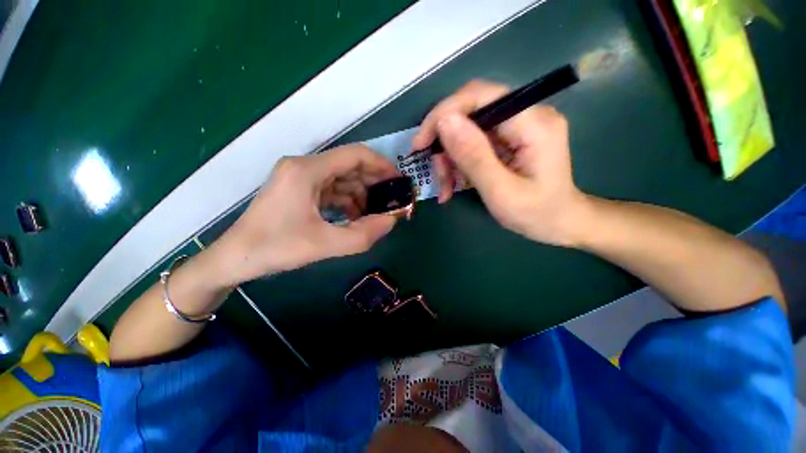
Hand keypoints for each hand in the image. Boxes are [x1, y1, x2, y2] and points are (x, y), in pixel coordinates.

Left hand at [210, 144, 400, 284]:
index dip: (381, 165)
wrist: (234, 259)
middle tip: (391, 200)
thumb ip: (363, 234)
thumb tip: (392, 221)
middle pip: (349, 166)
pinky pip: (331, 190)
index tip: (398, 180)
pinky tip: (355, 217)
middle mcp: (304, 167)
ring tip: (376, 213)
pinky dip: (347, 201)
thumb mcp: (324, 244)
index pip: (354, 155)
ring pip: (341, 179)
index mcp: (307, 171)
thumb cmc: (275, 248)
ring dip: (361, 194)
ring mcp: (300, 178)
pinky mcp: (299, 190)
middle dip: (373, 182)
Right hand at [412, 80, 589, 246]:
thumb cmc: (536, 214)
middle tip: (437, 175)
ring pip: (467, 130)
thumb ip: (474, 156)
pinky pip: (474, 143)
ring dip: (450, 159)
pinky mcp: (510, 138)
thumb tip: (444, 121)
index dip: (443, 114)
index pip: (479, 96)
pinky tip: (454, 184)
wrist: (560, 223)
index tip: (420, 144)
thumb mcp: (501, 192)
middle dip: (446, 144)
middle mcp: (527, 114)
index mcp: (533, 123)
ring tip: (446, 188)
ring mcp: (518, 126)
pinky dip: (459, 163)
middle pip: (470, 113)